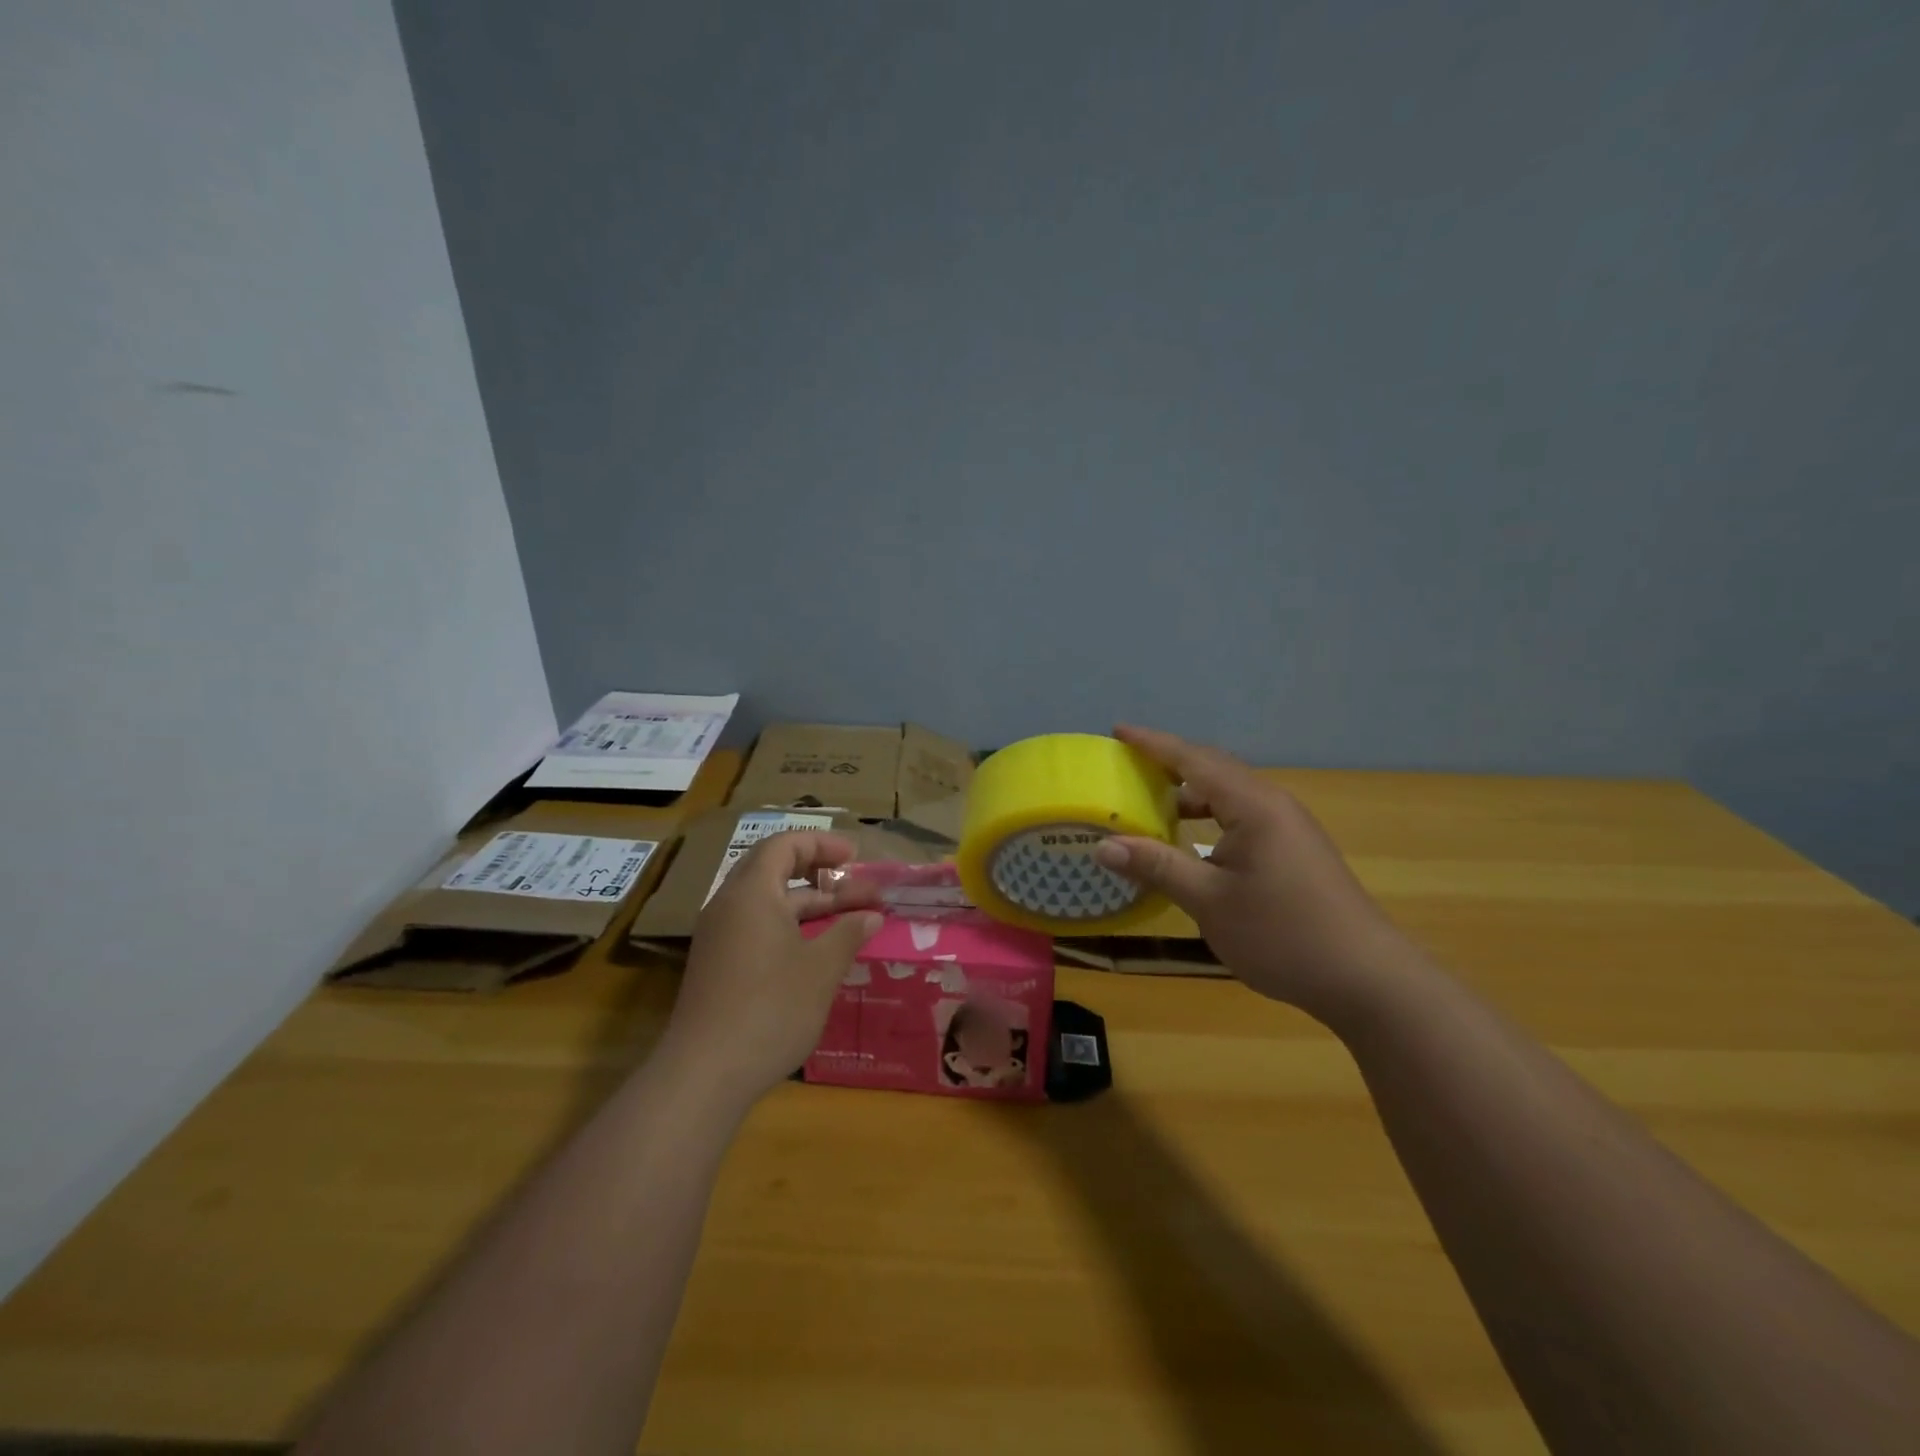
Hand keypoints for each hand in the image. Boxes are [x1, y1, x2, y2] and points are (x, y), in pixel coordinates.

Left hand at [664, 832, 882, 1102]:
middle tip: (859, 887)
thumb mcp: (821, 968)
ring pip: (768, 902)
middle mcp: (729, 905)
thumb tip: (872, 915)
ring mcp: (719, 937)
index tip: (855, 858)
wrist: (705, 1073)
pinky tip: (819, 949)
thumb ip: (849, 933)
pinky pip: (757, 927)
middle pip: (774, 869)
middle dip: (820, 873)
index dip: (822, 844)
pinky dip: (790, 926)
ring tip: (851, 918)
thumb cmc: (771, 1008)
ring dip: (809, 903)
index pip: (785, 844)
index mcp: (751, 892)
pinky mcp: (718, 965)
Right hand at [1092, 725, 1419, 1025]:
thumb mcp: (1210, 902)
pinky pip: (1242, 815)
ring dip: (1190, 792)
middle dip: (1169, 762)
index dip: (1153, 744)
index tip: (1118, 729)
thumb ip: (1157, 867)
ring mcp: (1288, 827)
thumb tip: (1103, 845)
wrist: (1367, 979)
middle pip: (1214, 768)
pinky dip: (1210, 815)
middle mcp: (1272, 805)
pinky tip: (1191, 841)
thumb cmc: (1283, 935)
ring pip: (1230, 793)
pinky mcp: (1294, 850)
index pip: (1193, 760)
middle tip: (1128, 764)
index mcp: (1253, 806)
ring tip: (1151, 801)